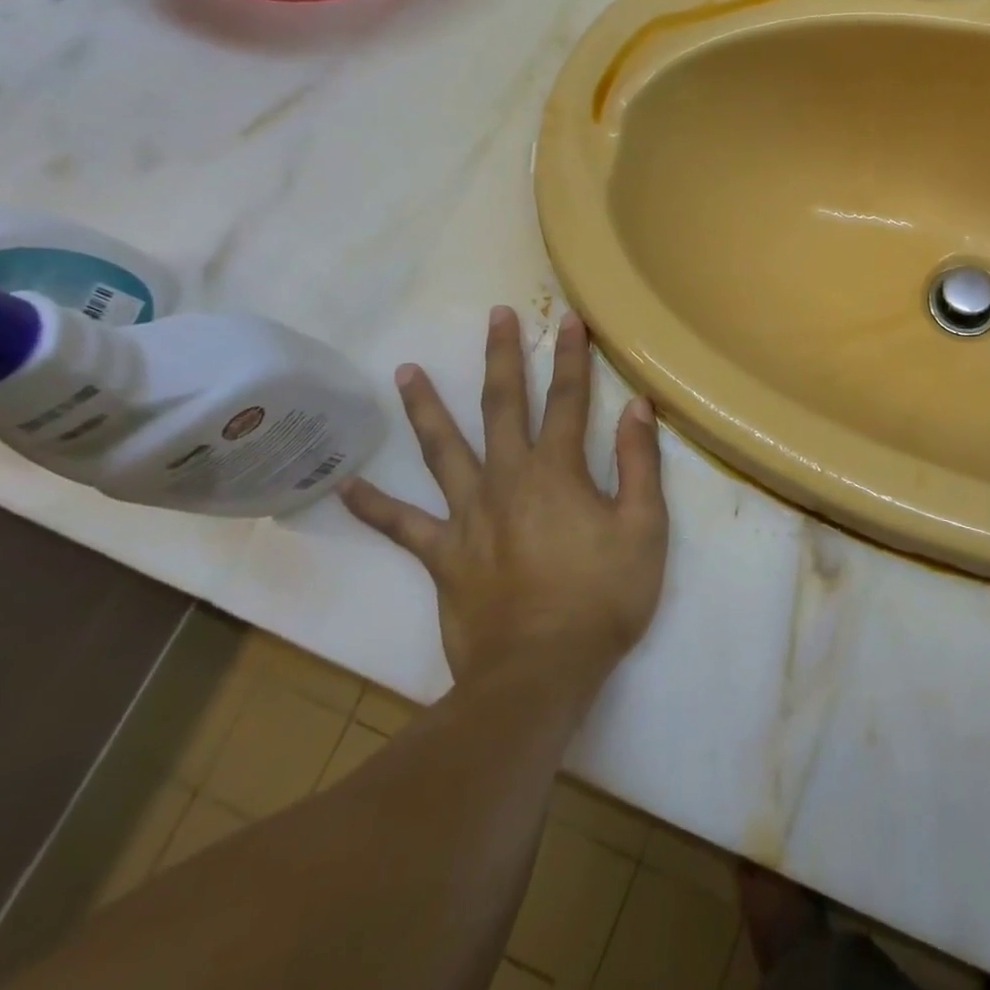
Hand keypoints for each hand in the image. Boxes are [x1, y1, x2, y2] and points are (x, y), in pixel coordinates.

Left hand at [340, 308, 667, 692]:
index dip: (573, 357)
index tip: (570, 320)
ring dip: (426, 407)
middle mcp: (507, 479)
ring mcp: (468, 515)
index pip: (568, 399)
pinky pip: (401, 525)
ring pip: (443, 450)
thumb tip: (636, 407)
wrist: (540, 673)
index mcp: (557, 471)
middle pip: (503, 406)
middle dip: (503, 357)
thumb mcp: (644, 528)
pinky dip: (373, 503)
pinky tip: (345, 482)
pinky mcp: (442, 554)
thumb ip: (638, 463)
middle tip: (496, 316)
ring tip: (406, 370)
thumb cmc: (602, 598)